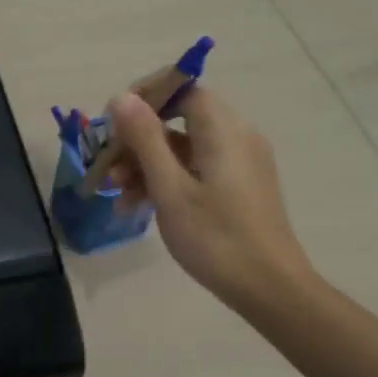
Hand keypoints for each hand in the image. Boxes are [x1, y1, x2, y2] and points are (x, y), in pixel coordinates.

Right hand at [110, 85, 311, 311]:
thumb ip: (145, 139)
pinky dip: (167, 180)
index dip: (145, 97)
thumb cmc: (216, 238)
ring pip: (183, 147)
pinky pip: (196, 167)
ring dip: (147, 164)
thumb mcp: (170, 189)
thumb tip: (122, 96)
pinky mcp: (239, 185)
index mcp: (223, 129)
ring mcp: (240, 162)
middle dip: (138, 140)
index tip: (113, 123)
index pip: (183, 87)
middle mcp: (236, 136)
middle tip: (108, 168)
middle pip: (179, 118)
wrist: (269, 289)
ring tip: (117, 195)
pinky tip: (139, 207)